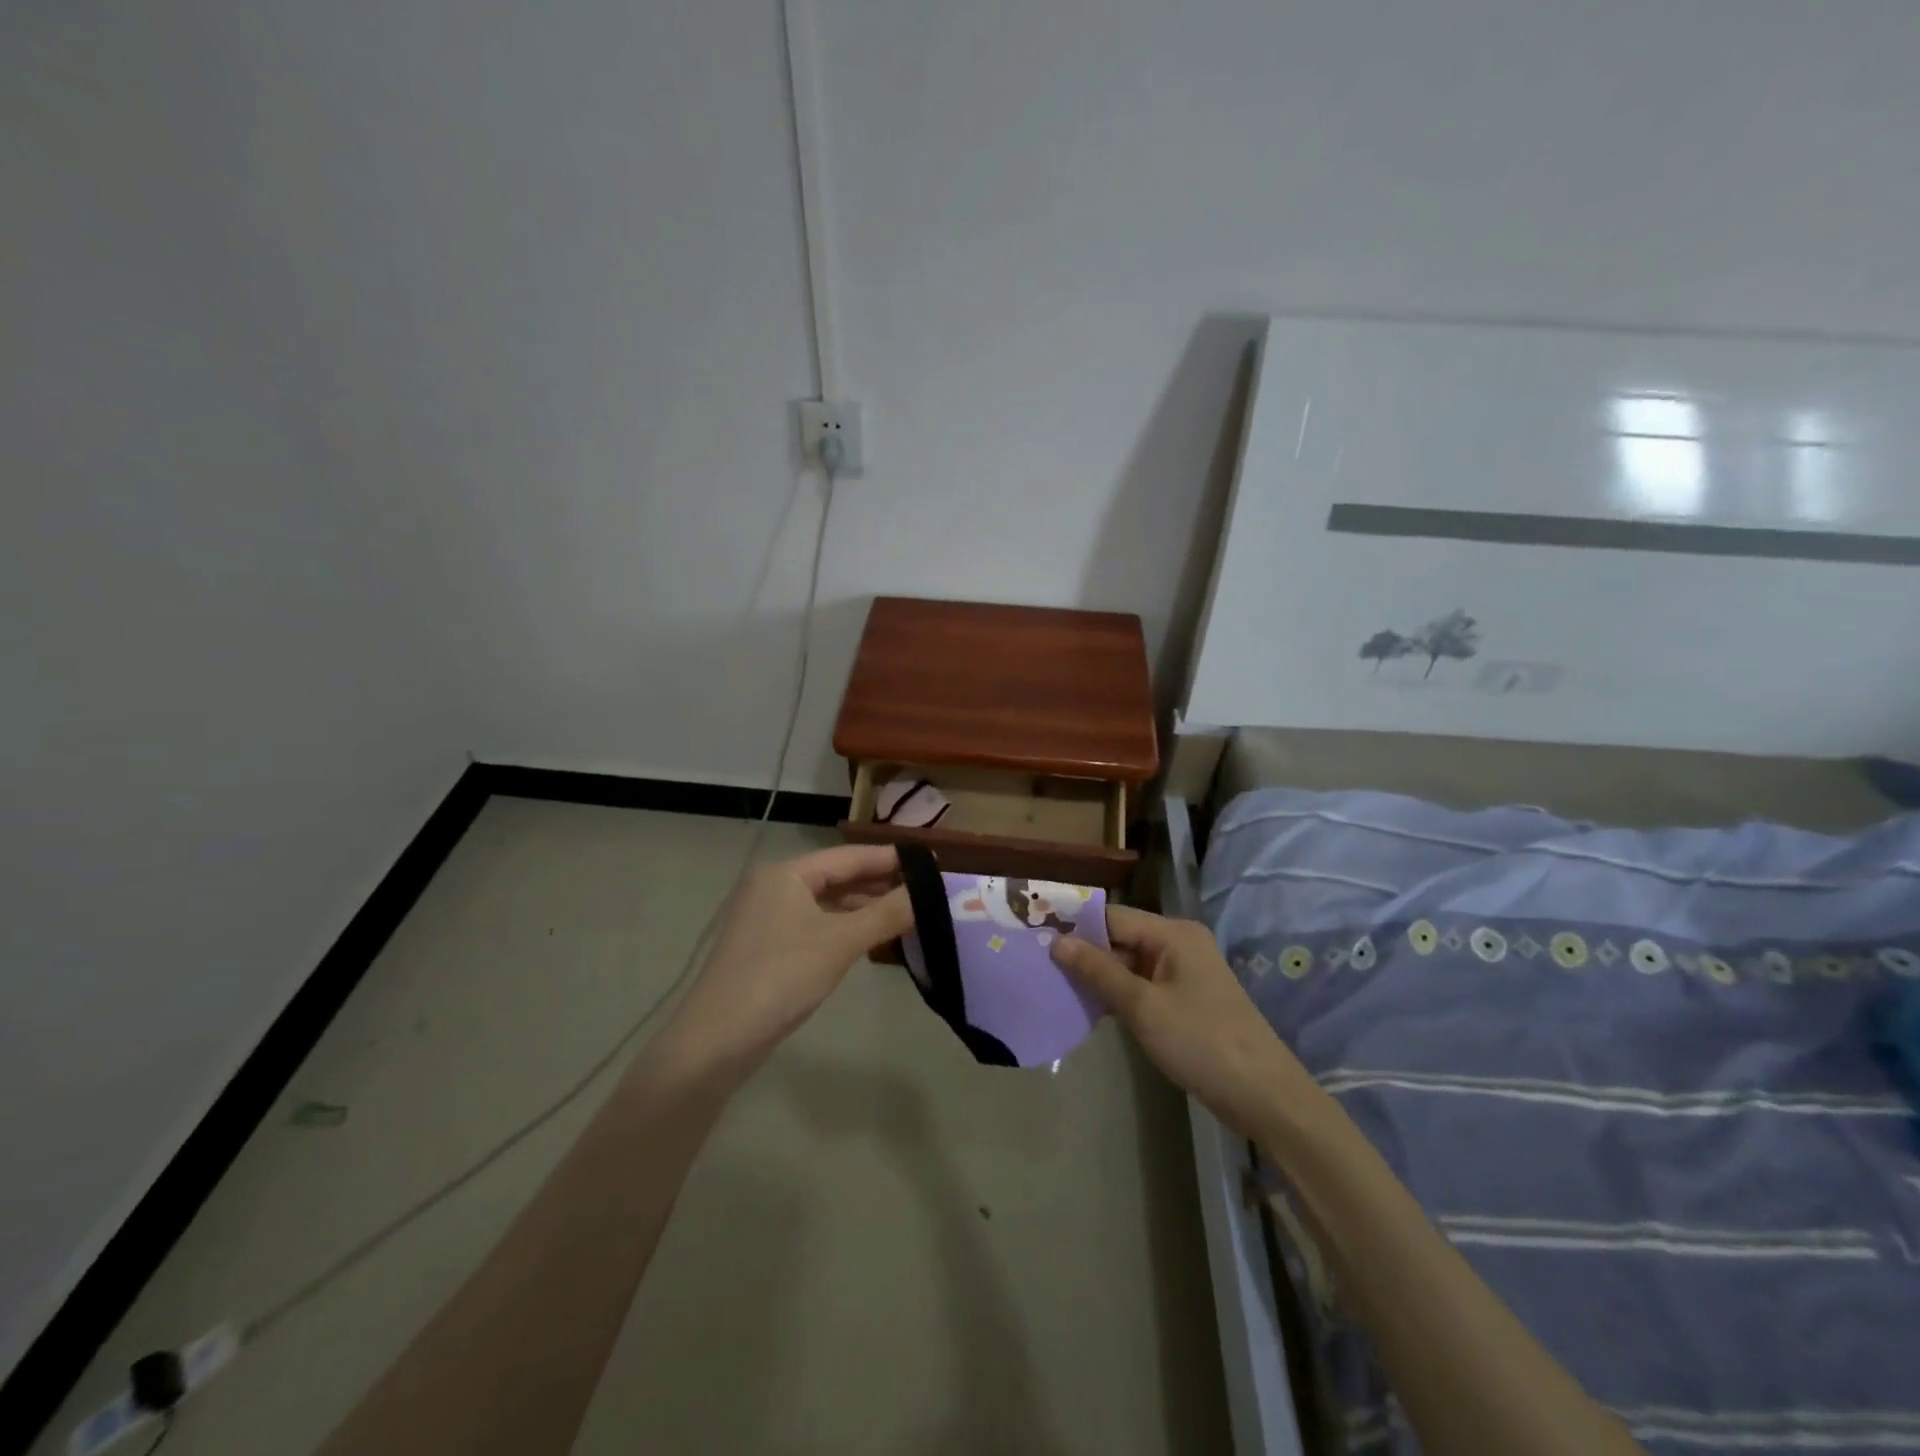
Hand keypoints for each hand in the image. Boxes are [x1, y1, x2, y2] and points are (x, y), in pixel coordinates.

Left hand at [664, 845, 913, 1069]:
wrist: (716, 1041)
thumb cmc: (780, 977)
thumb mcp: (840, 942)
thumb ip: (886, 913)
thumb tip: (928, 892)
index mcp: (786, 873)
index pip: (848, 856)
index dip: (889, 859)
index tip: (929, 862)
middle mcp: (774, 887)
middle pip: (836, 877)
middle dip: (879, 884)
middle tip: (925, 890)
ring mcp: (767, 919)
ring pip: (826, 904)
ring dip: (863, 908)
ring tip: (907, 914)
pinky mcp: (767, 948)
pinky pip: (815, 926)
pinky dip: (844, 928)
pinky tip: (870, 938)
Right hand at [1051, 906, 1306, 1137]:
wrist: (1263, 1095)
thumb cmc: (1200, 1042)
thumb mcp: (1142, 1006)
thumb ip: (1098, 971)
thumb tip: (1057, 941)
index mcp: (1172, 933)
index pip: (1112, 916)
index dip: (1075, 926)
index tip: (1037, 937)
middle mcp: (1179, 943)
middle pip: (1121, 937)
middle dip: (1085, 953)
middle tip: (1040, 966)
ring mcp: (1185, 972)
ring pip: (1130, 963)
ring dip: (1099, 976)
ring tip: (1056, 986)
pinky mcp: (1187, 998)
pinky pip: (1143, 984)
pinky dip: (1119, 993)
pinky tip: (1090, 1007)